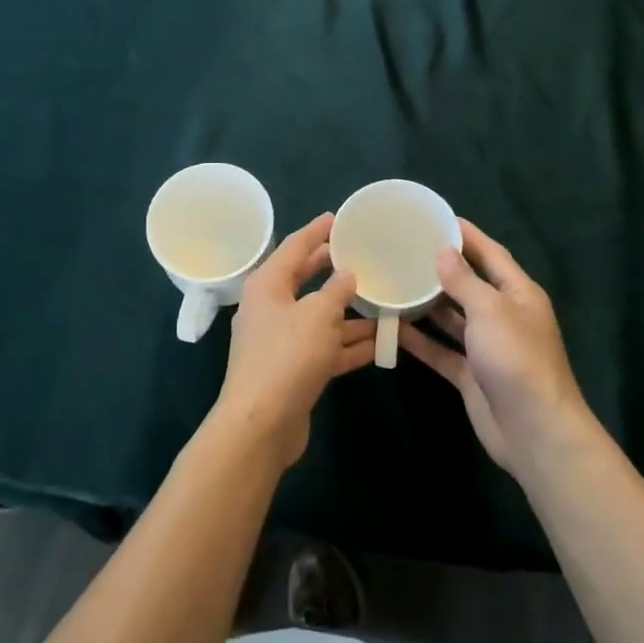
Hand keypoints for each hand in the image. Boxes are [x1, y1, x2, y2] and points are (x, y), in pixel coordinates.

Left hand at [214, 213, 375, 467]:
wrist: (261, 424)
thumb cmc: (287, 357)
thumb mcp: (318, 315)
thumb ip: (336, 291)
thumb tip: (348, 273)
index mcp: (267, 285)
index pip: (294, 247)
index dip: (316, 231)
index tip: (337, 218)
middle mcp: (271, 308)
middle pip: (305, 280)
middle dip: (333, 269)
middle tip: (361, 254)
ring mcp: (281, 341)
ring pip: (320, 317)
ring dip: (349, 312)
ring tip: (383, 299)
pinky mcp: (294, 369)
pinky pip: (325, 347)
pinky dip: (349, 343)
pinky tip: (381, 342)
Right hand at [399, 219, 593, 474]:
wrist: (533, 430)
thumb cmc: (516, 358)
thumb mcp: (490, 310)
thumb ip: (464, 280)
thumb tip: (443, 251)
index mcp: (518, 294)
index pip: (491, 254)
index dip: (467, 235)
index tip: (437, 219)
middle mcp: (503, 316)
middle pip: (469, 284)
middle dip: (441, 268)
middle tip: (405, 249)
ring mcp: (486, 346)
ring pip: (452, 317)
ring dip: (427, 303)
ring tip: (394, 281)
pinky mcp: (471, 374)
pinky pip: (441, 350)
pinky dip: (420, 340)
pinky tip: (393, 327)